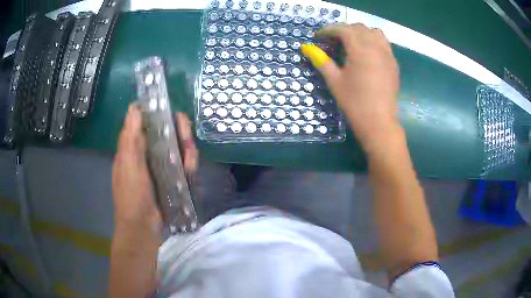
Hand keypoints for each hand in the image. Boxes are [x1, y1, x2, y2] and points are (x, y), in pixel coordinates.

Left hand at [112, 104, 197, 230]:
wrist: (143, 228)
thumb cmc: (132, 196)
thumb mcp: (129, 165)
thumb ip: (131, 138)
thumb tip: (134, 107)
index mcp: (133, 148)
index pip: (146, 122)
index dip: (158, 113)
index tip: (169, 112)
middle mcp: (146, 154)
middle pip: (165, 133)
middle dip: (178, 131)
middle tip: (186, 134)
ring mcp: (160, 166)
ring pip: (176, 148)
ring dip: (185, 148)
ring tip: (190, 158)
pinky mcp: (171, 178)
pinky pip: (182, 164)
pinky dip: (188, 164)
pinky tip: (190, 168)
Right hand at [301, 23, 399, 151]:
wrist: (379, 122)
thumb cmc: (354, 103)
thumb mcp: (334, 81)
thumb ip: (321, 61)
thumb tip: (306, 48)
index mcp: (360, 50)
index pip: (343, 29)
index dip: (329, 30)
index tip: (319, 36)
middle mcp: (376, 47)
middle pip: (359, 28)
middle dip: (344, 30)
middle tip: (333, 41)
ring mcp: (388, 55)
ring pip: (374, 32)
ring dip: (361, 33)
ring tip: (352, 43)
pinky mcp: (393, 63)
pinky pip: (384, 43)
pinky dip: (373, 41)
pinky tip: (367, 53)